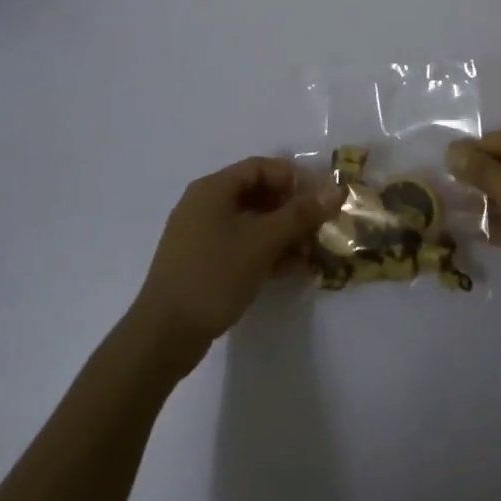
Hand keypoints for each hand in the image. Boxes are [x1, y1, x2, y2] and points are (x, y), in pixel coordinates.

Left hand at [130, 157, 332, 372]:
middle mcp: (204, 204)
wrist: (164, 334)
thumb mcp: (263, 241)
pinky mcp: (201, 262)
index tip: (319, 201)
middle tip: (318, 229)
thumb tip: (336, 190)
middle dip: (291, 209)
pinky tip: (289, 270)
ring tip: (309, 254)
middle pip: (257, 193)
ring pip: (250, 222)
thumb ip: (300, 214)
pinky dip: (265, 251)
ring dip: (282, 234)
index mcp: (213, 189)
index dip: (293, 179)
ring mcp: (200, 235)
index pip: (261, 167)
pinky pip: (240, 245)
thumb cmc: (215, 275)